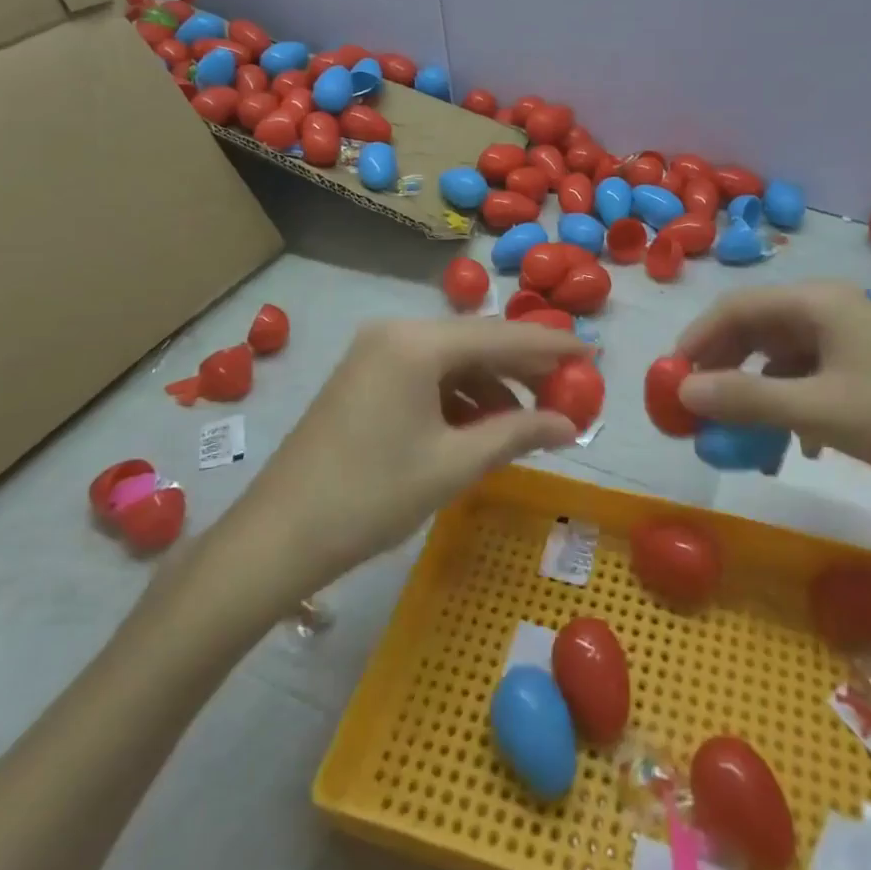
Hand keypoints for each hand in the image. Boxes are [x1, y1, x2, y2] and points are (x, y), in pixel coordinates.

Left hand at [199, 318, 581, 615]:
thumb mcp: (453, 466)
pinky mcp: (366, 375)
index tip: (595, 354)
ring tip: (529, 423)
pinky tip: (483, 427)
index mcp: (418, 342)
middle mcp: (398, 331)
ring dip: (494, 386)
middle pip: (479, 341)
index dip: (554, 347)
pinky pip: (429, 374)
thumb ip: (518, 434)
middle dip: (526, 369)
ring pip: (455, 359)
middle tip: (570, 394)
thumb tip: (570, 425)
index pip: (504, 335)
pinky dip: (461, 396)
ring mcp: (377, 351)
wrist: (275, 538)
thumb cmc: (370, 498)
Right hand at [675, 281, 870, 494]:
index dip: (696, 341)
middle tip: (698, 411)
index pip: (735, 308)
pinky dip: (791, 404)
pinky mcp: (867, 363)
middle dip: (724, 371)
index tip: (670, 381)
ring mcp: (850, 336)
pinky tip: (797, 445)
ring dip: (757, 394)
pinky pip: (810, 375)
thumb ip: (747, 399)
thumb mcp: (819, 412)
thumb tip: (683, 392)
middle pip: (756, 330)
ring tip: (743, 438)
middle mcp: (828, 308)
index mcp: (815, 303)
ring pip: (782, 357)